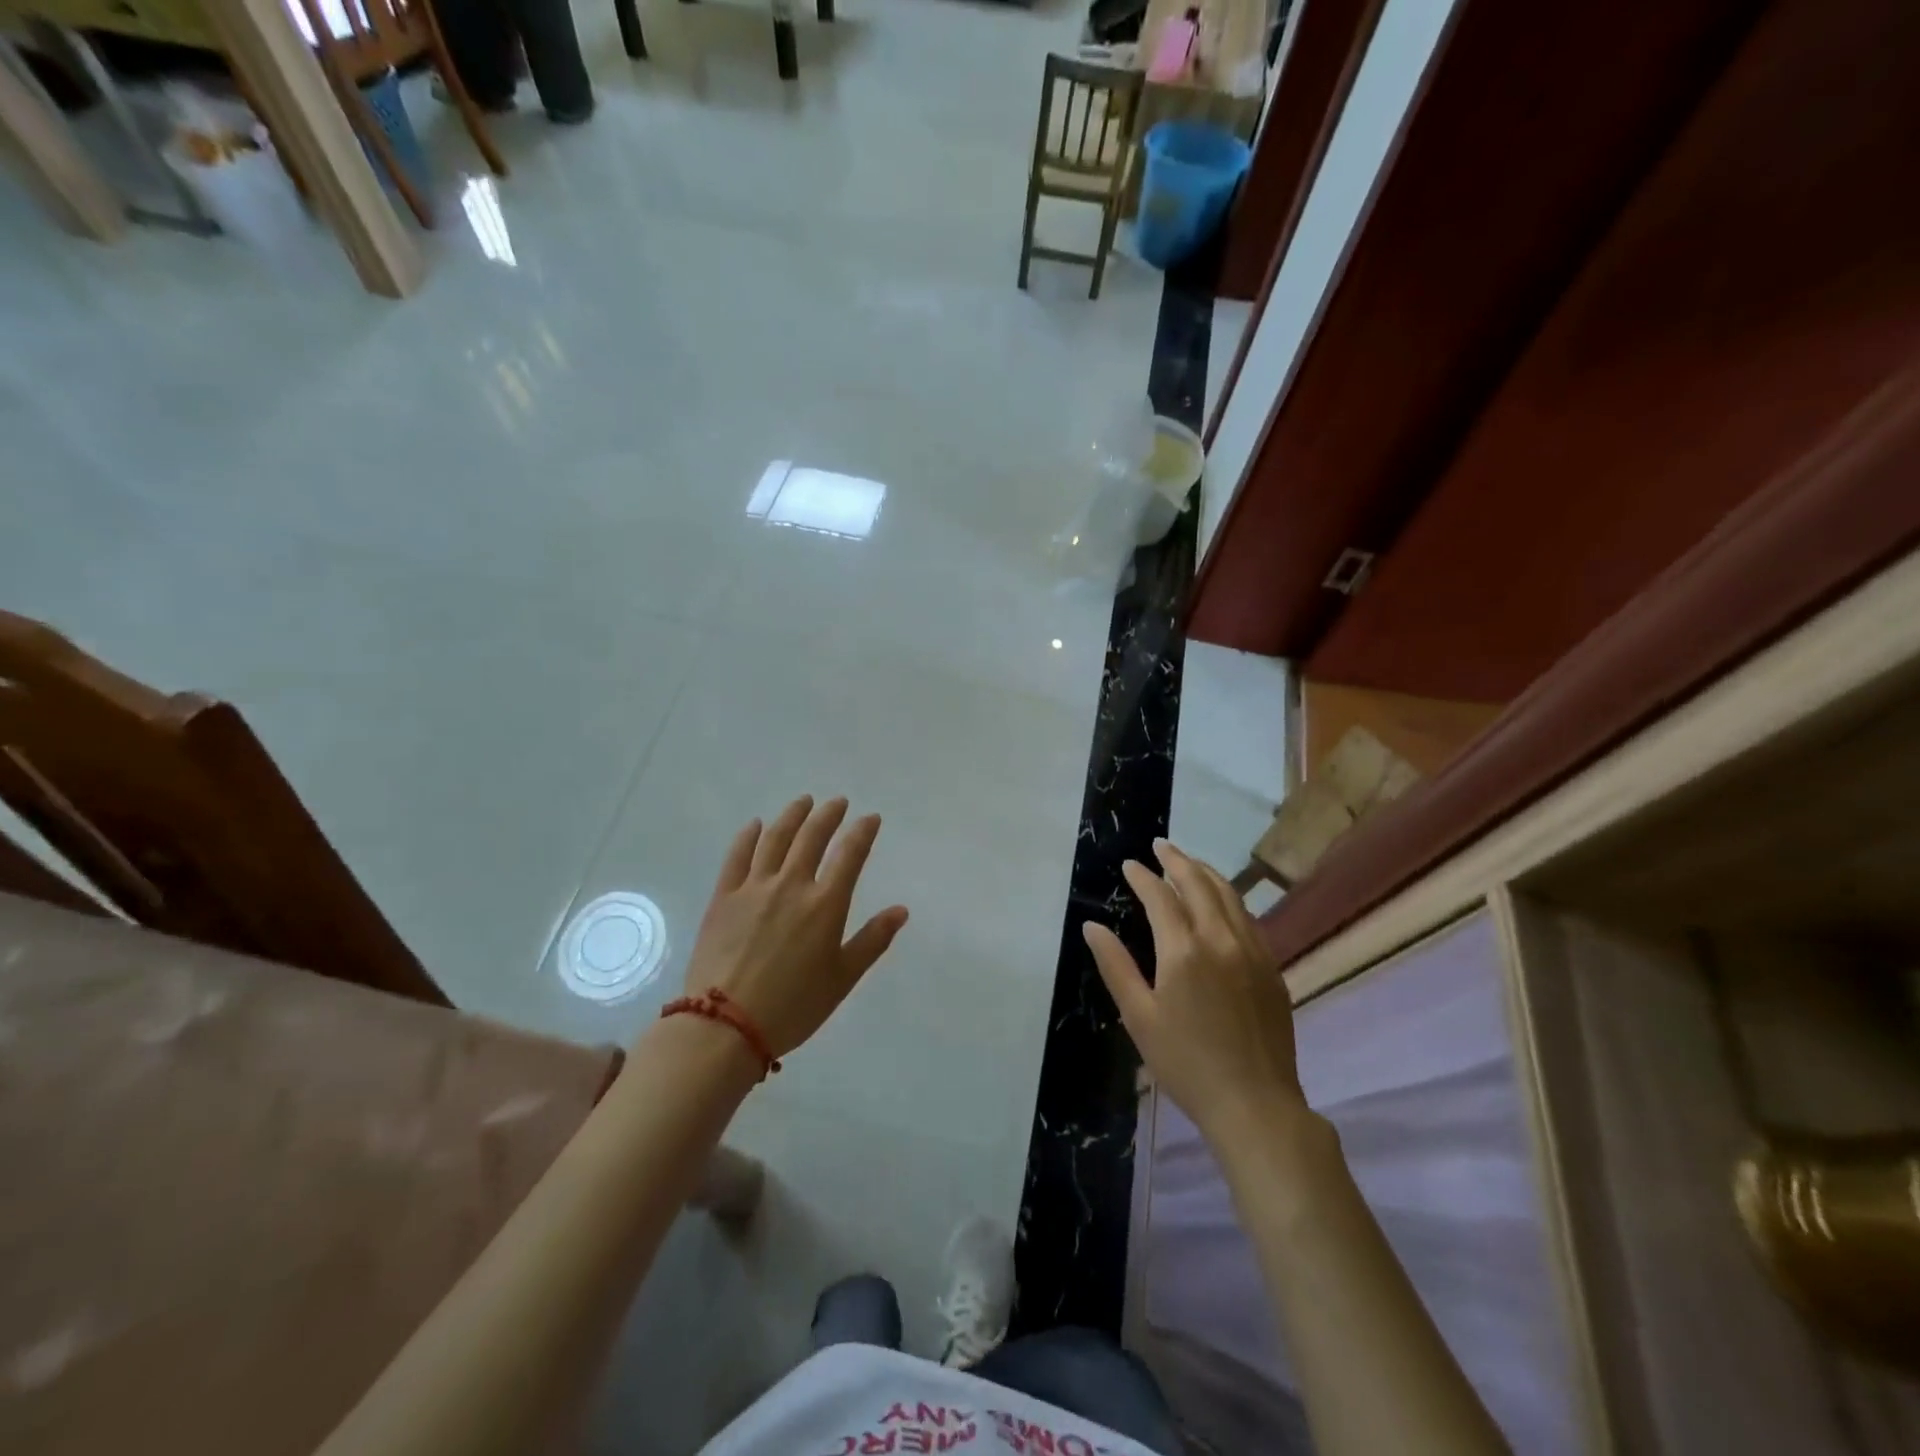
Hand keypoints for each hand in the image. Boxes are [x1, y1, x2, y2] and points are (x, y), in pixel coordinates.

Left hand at [680, 796, 908, 1057]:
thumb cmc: (793, 1006)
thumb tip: (901, 910)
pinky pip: (737, 856)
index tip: (870, 818)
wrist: (726, 1026)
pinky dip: (748, 836)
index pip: (850, 854)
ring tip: (803, 802)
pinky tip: (756, 825)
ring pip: (775, 838)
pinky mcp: (724, 897)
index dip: (862, 832)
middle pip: (812, 837)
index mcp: (825, 904)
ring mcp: (754, 888)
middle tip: (837, 802)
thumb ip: (873, 940)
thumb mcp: (843, 979)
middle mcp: (791, 885)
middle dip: (828, 815)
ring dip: (792, 816)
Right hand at [1083, 839, 1304, 1142]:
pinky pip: (1248, 918)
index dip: (1143, 877)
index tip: (1129, 864)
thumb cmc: (1185, 1063)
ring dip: (1206, 873)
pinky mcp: (1271, 968)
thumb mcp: (1138, 1016)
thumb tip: (1092, 926)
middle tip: (1160, 846)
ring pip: (1230, 896)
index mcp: (1184, 950)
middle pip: (1199, 884)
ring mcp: (1253, 952)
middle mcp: (1221, 939)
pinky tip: (1221, 903)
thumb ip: (1115, 965)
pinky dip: (1229, 898)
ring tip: (1188, 863)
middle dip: (1177, 860)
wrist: (1255, 1104)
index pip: (1160, 897)